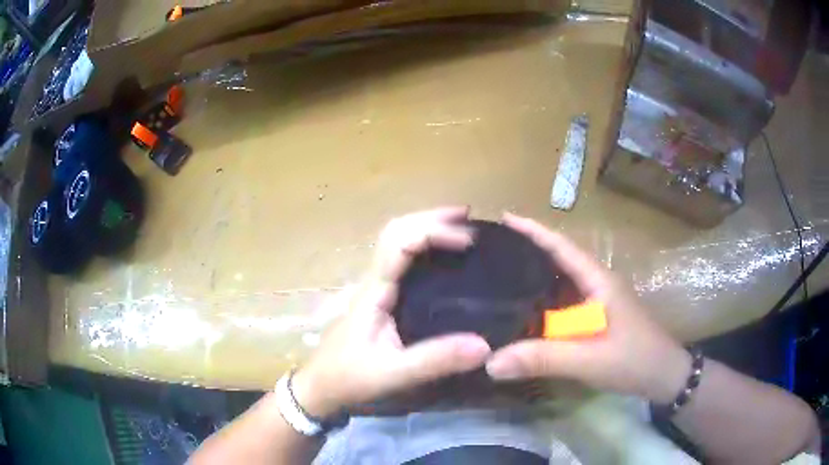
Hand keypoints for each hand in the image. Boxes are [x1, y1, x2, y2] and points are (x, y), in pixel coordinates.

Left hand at [292, 207, 491, 417]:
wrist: (321, 386)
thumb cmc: (350, 377)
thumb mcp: (394, 373)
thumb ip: (436, 360)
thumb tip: (485, 346)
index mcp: (375, 290)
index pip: (400, 242)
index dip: (434, 231)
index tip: (468, 240)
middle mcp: (373, 280)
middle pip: (397, 231)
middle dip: (432, 219)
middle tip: (468, 218)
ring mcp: (375, 287)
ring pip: (398, 243)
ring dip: (427, 229)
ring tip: (461, 230)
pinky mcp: (379, 299)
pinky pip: (402, 262)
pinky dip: (424, 249)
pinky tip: (444, 260)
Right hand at [486, 213, 689, 403]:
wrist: (664, 376)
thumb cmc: (634, 360)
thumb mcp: (590, 360)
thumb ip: (544, 359)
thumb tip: (491, 362)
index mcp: (599, 281)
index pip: (562, 247)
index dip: (533, 230)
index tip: (504, 217)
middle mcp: (597, 285)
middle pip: (559, 260)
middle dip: (527, 250)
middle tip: (491, 250)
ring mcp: (598, 302)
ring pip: (561, 283)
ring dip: (534, 277)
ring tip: (500, 276)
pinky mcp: (597, 319)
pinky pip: (564, 305)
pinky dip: (543, 303)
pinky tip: (525, 312)